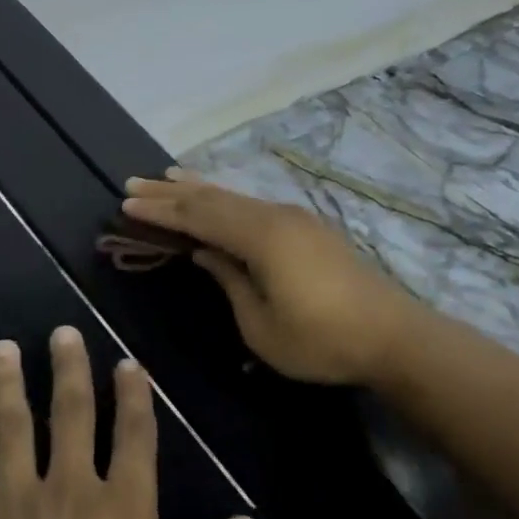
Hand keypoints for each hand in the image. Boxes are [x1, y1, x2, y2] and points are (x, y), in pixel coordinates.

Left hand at [0, 329, 255, 518]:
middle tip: (62, 332)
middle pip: (71, 413)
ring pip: (10, 423)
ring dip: (8, 381)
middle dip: (69, 369)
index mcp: (124, 511)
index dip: (133, 396)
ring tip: (3, 347)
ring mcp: (12, 501)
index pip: (135, 436)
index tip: (127, 364)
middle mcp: (69, 489)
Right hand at [122, 172, 423, 385]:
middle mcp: (275, 216)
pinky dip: (224, 199)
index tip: (126, 203)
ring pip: (234, 196)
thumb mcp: (261, 325)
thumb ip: (229, 281)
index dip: (161, 211)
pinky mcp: (307, 228)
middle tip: (133, 183)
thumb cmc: (321, 340)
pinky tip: (217, 199)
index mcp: (261, 237)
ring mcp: (294, 219)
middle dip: (171, 192)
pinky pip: (252, 204)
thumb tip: (204, 252)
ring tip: (165, 178)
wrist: (392, 336)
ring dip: (197, 189)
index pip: (199, 217)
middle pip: (213, 198)